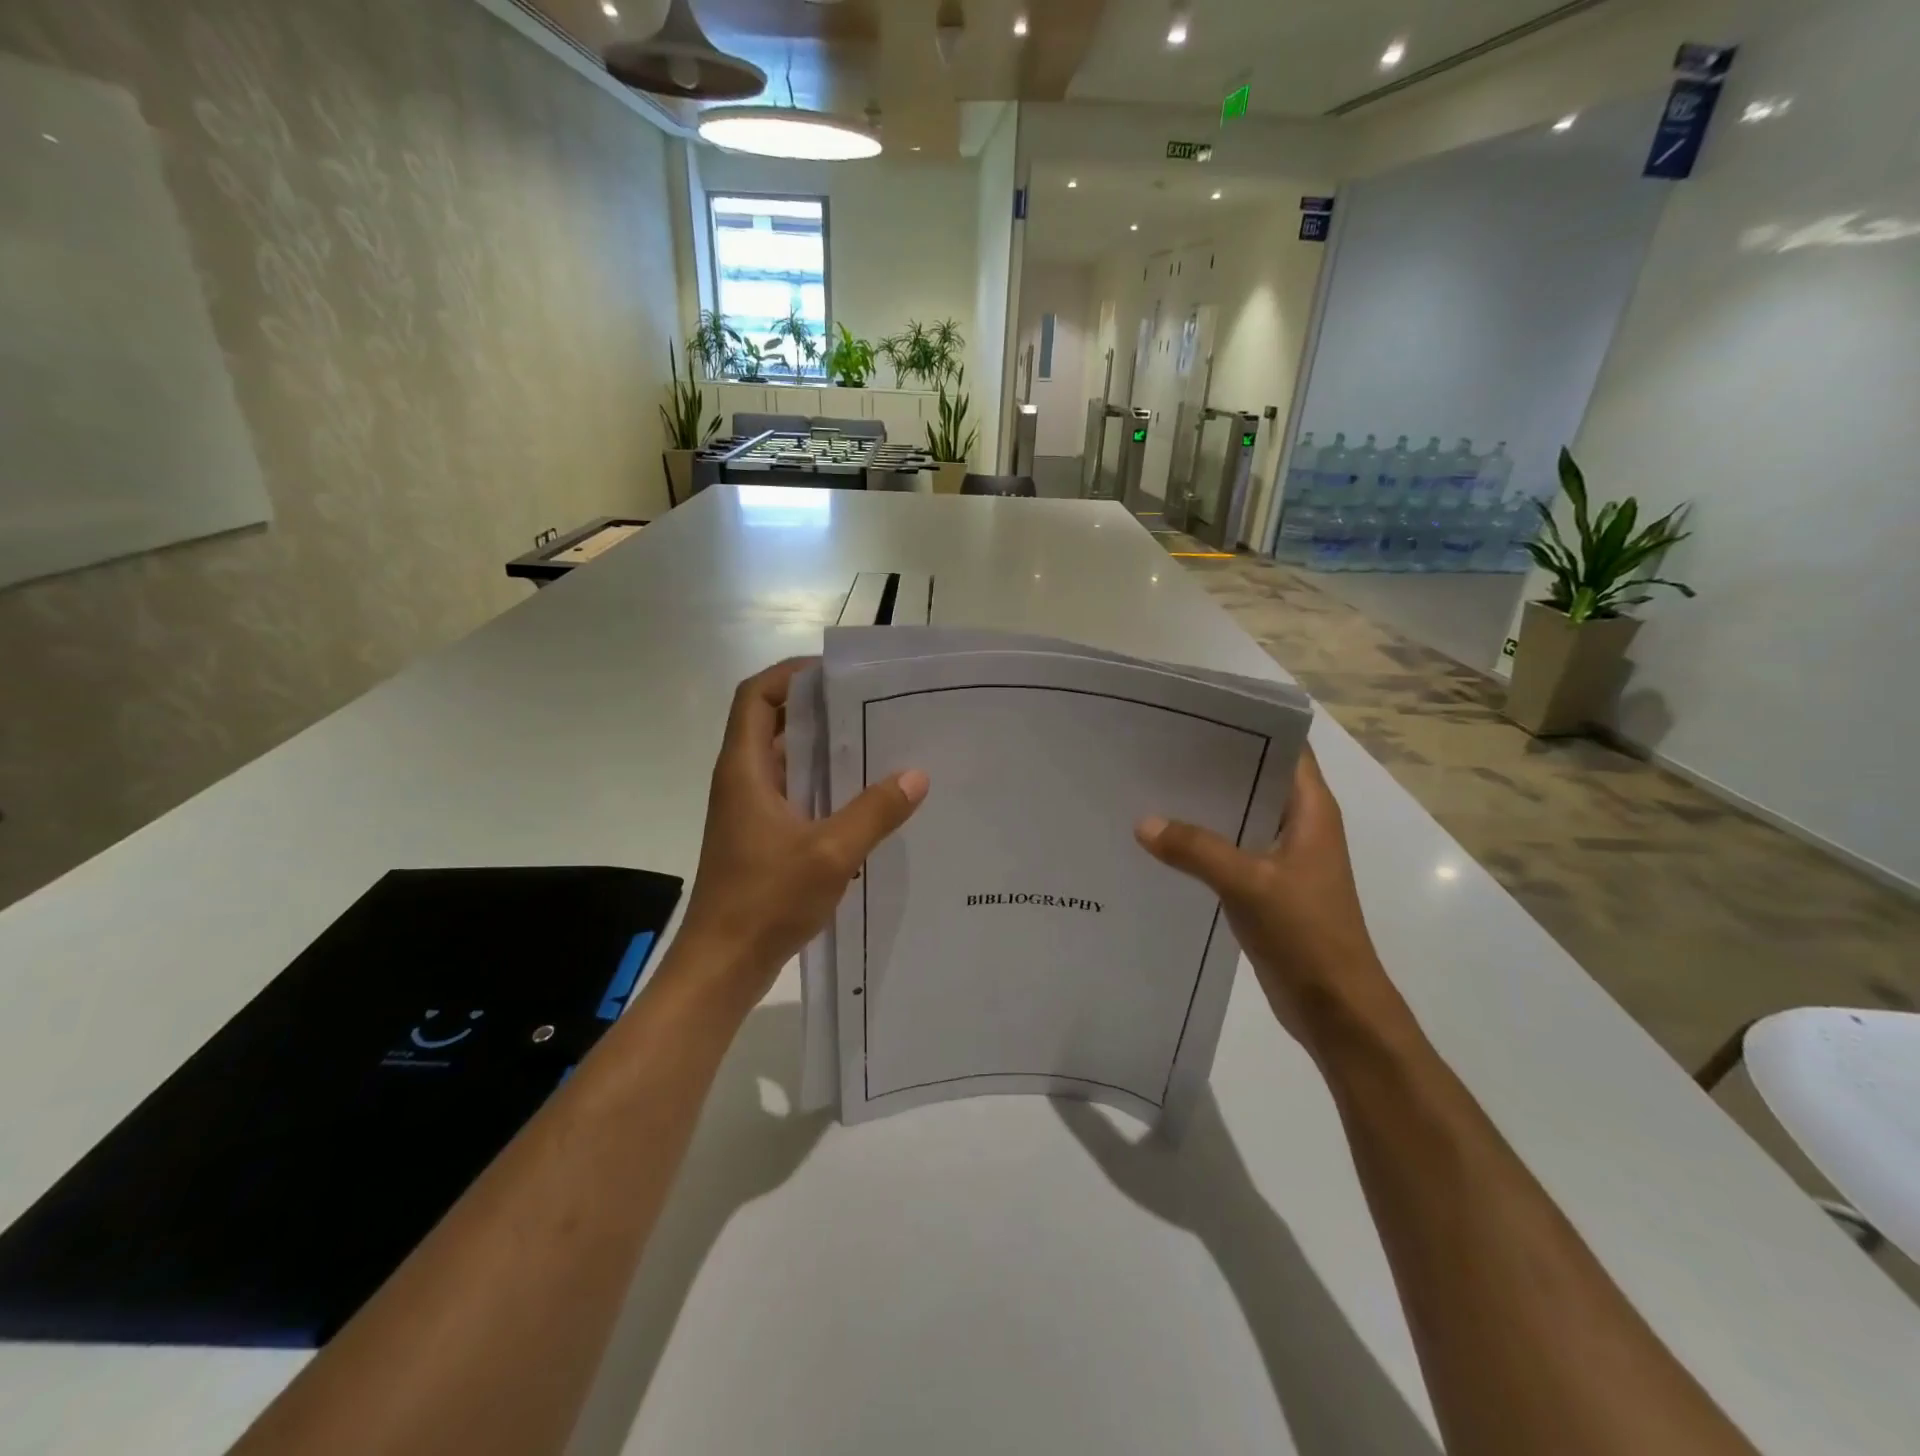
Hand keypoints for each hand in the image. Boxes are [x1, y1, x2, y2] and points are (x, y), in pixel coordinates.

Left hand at [676, 658, 927, 1003]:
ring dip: (822, 750)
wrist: (723, 964)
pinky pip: (792, 794)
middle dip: (816, 709)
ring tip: (875, 745)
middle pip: (771, 723)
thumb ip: (875, 812)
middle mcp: (741, 781)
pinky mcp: (759, 837)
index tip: (836, 673)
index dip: (790, 675)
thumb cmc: (766, 899)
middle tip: (870, 706)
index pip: (756, 697)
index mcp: (745, 770)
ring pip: (784, 761)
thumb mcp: (831, 853)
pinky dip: (821, 785)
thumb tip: (916, 775)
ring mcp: (749, 811)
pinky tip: (861, 799)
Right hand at [1135, 745, 1407, 1058]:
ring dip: (1205, 805)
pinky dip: (1204, 841)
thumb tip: (1143, 822)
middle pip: (1256, 779)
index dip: (1247, 727)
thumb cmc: (1307, 934)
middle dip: (1213, 764)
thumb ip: (1196, 849)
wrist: (1336, 1008)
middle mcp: (1301, 825)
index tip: (1196, 716)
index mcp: (1312, 810)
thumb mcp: (1248, 884)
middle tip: (1158, 748)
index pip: (1285, 748)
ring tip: (1152, 786)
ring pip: (1241, 815)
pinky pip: (1232, 849)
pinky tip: (1164, 839)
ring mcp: (1285, 857)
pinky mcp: (1268, 886)